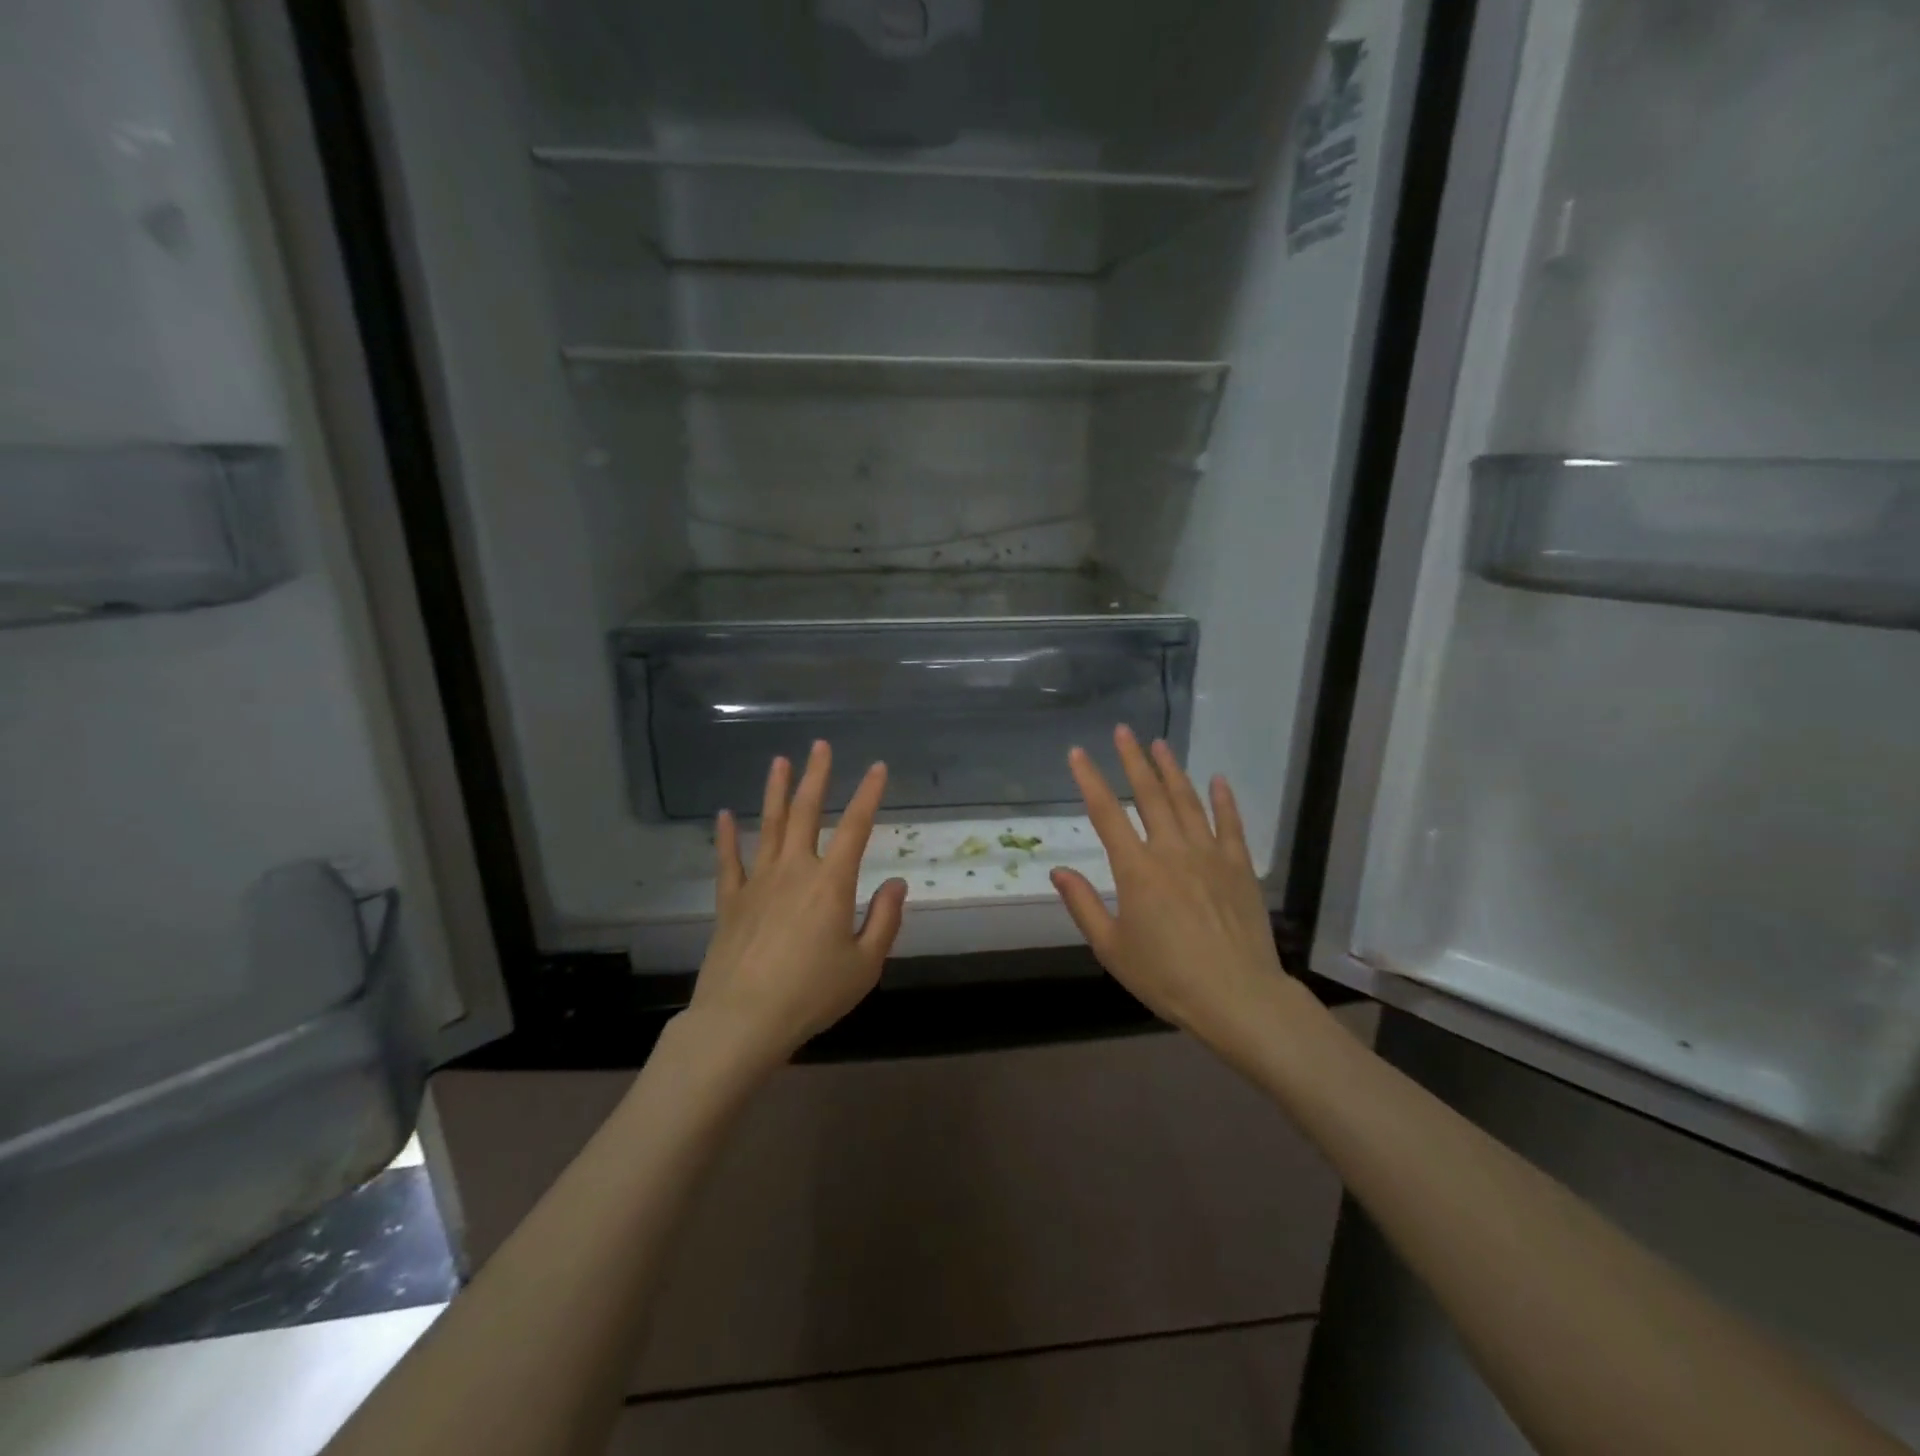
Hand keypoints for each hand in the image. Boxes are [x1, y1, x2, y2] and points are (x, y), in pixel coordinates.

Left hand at [686, 741, 907, 1068]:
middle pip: (806, 813)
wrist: (743, 1020)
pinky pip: (728, 861)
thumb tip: (897, 883)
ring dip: (775, 791)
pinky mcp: (730, 901)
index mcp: (831, 883)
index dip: (868, 794)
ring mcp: (758, 882)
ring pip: (768, 826)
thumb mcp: (864, 965)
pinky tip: (724, 814)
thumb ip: (885, 920)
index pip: (856, 827)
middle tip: (819, 746)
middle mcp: (794, 870)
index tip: (877, 767)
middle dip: (816, 776)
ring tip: (779, 761)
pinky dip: (727, 836)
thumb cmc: (812, 994)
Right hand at [1050, 726, 1292, 1049]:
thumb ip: (1083, 905)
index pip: (1106, 813)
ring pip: (1187, 801)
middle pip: (1149, 795)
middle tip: (1123, 730)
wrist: (1237, 996)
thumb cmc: (1166, 977)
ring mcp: (1209, 854)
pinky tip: (1218, 779)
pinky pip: (1230, 824)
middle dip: (1133, 760)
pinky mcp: (1239, 866)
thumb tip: (1058, 870)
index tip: (1078, 753)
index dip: (1089, 780)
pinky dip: (1223, 799)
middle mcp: (1171, 850)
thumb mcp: (1111, 948)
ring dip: (1172, 770)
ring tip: (1159, 744)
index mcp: (1136, 869)